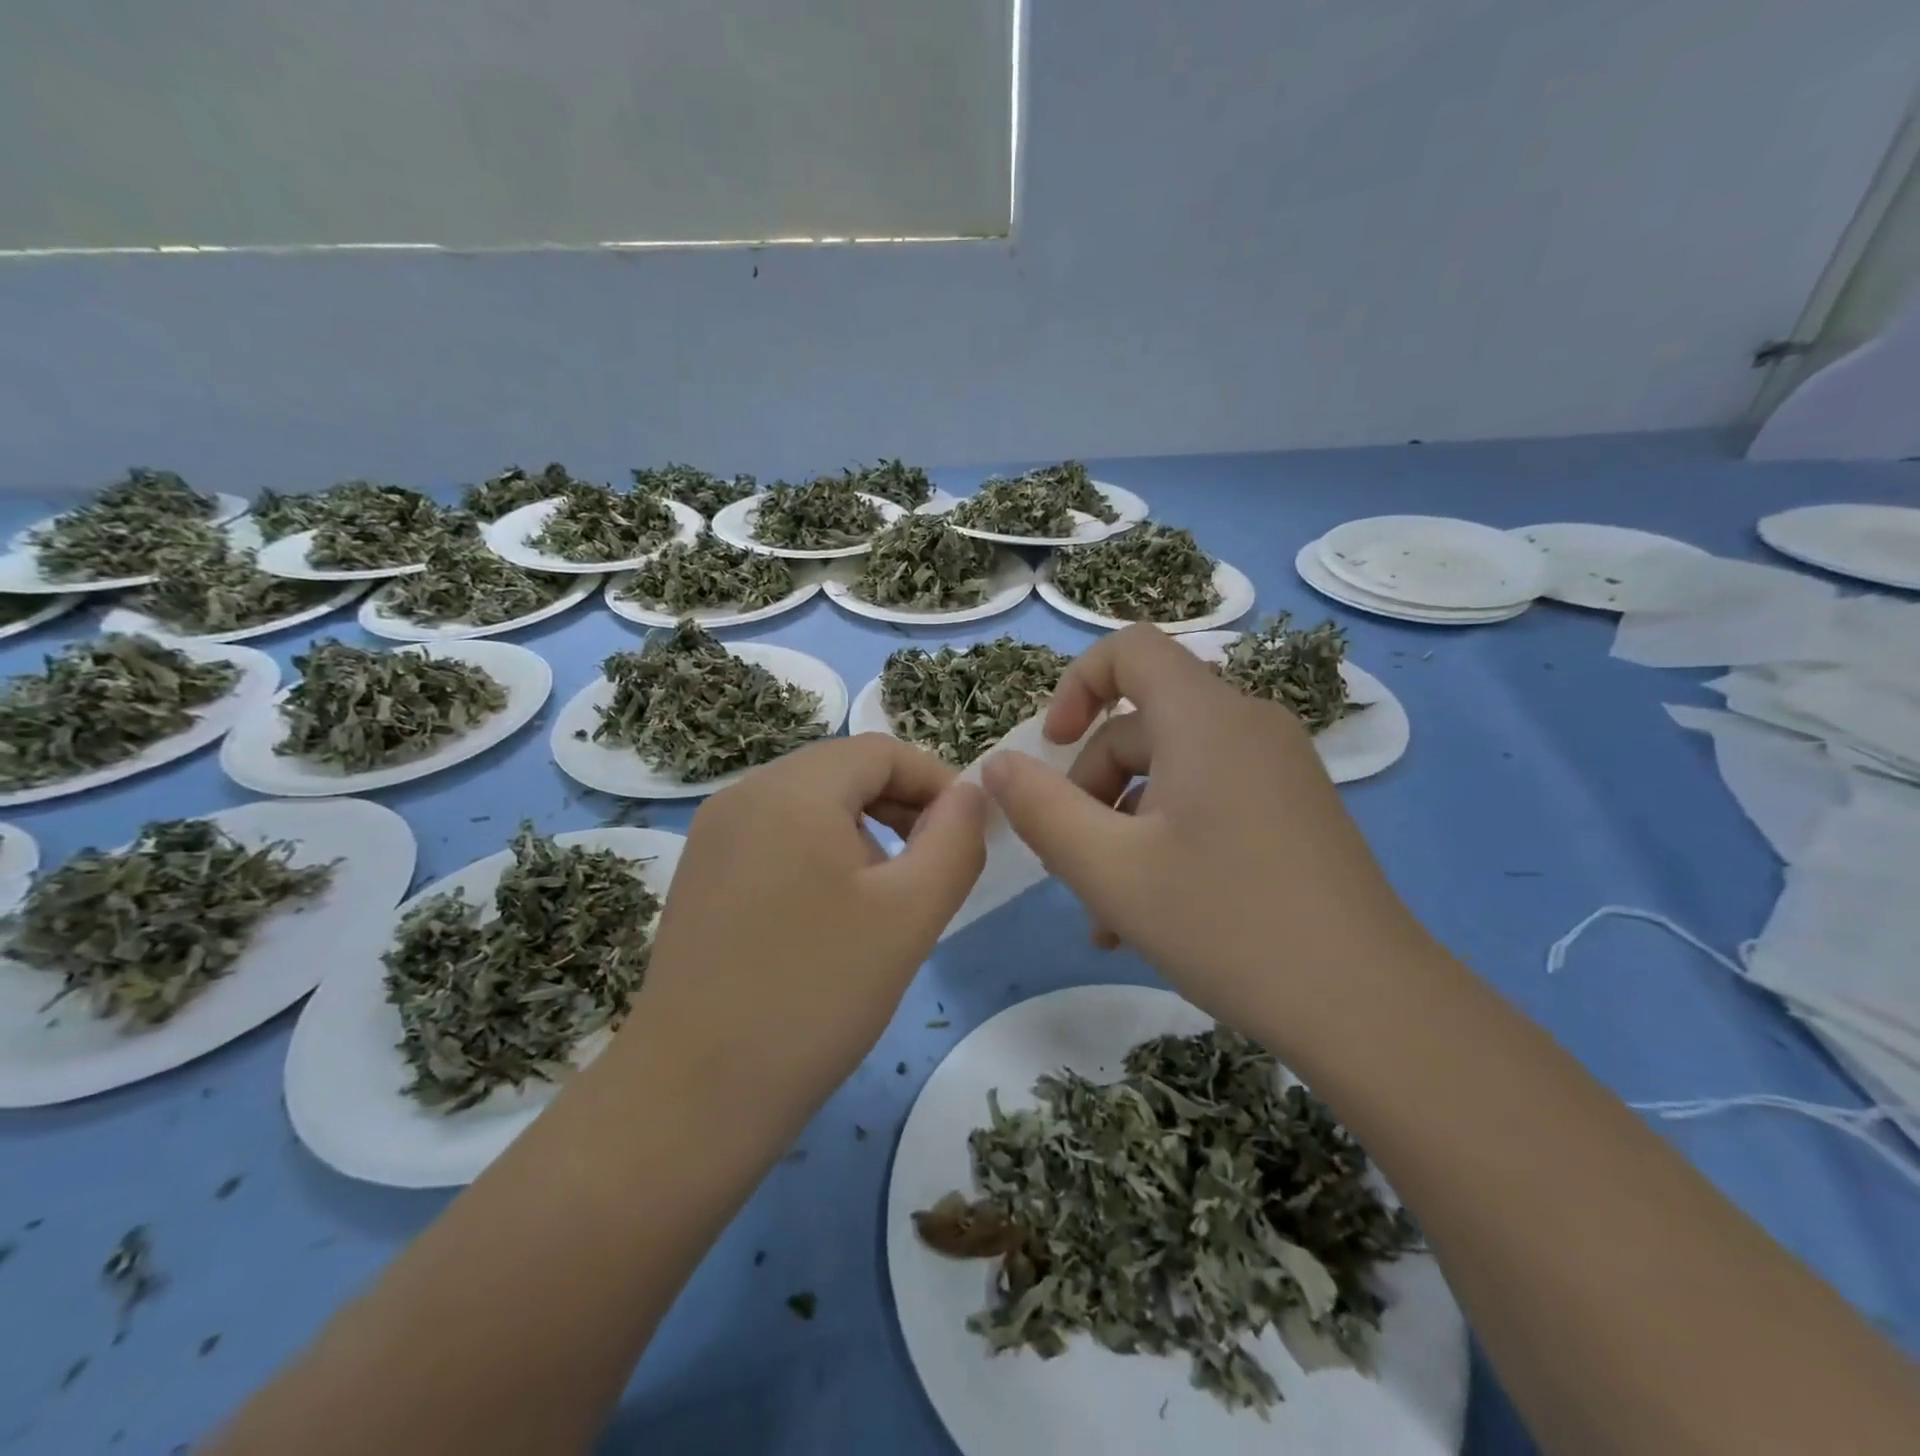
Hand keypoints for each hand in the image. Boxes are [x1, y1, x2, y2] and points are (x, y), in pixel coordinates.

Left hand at [628, 734, 986, 1127]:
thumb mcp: (910, 913)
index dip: (936, 781)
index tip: (968, 833)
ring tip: (888, 896)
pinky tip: (833, 914)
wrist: (692, 1095)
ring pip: (810, 804)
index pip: (882, 751)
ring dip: (863, 831)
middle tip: (935, 865)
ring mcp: (714, 834)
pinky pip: (776, 836)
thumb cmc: (816, 994)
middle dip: (901, 806)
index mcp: (792, 789)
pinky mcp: (701, 874)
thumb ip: (956, 840)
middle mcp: (743, 793)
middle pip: (843, 771)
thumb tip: (970, 794)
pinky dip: (821, 852)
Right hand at [980, 624, 1425, 1044]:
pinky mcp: (1292, 811)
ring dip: (1123, 827)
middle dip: (1092, 787)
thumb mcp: (1109, 868)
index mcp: (1206, 718)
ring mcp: (1278, 770)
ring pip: (1171, 773)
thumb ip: (1040, 808)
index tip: (1049, 749)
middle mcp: (1248, 726)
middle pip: (1141, 725)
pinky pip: (1208, 800)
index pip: (1130, 649)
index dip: (1075, 686)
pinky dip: (1166, 838)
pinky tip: (1149, 916)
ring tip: (1107, 913)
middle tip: (1071, 864)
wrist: (1370, 1007)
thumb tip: (998, 765)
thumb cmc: (1227, 922)